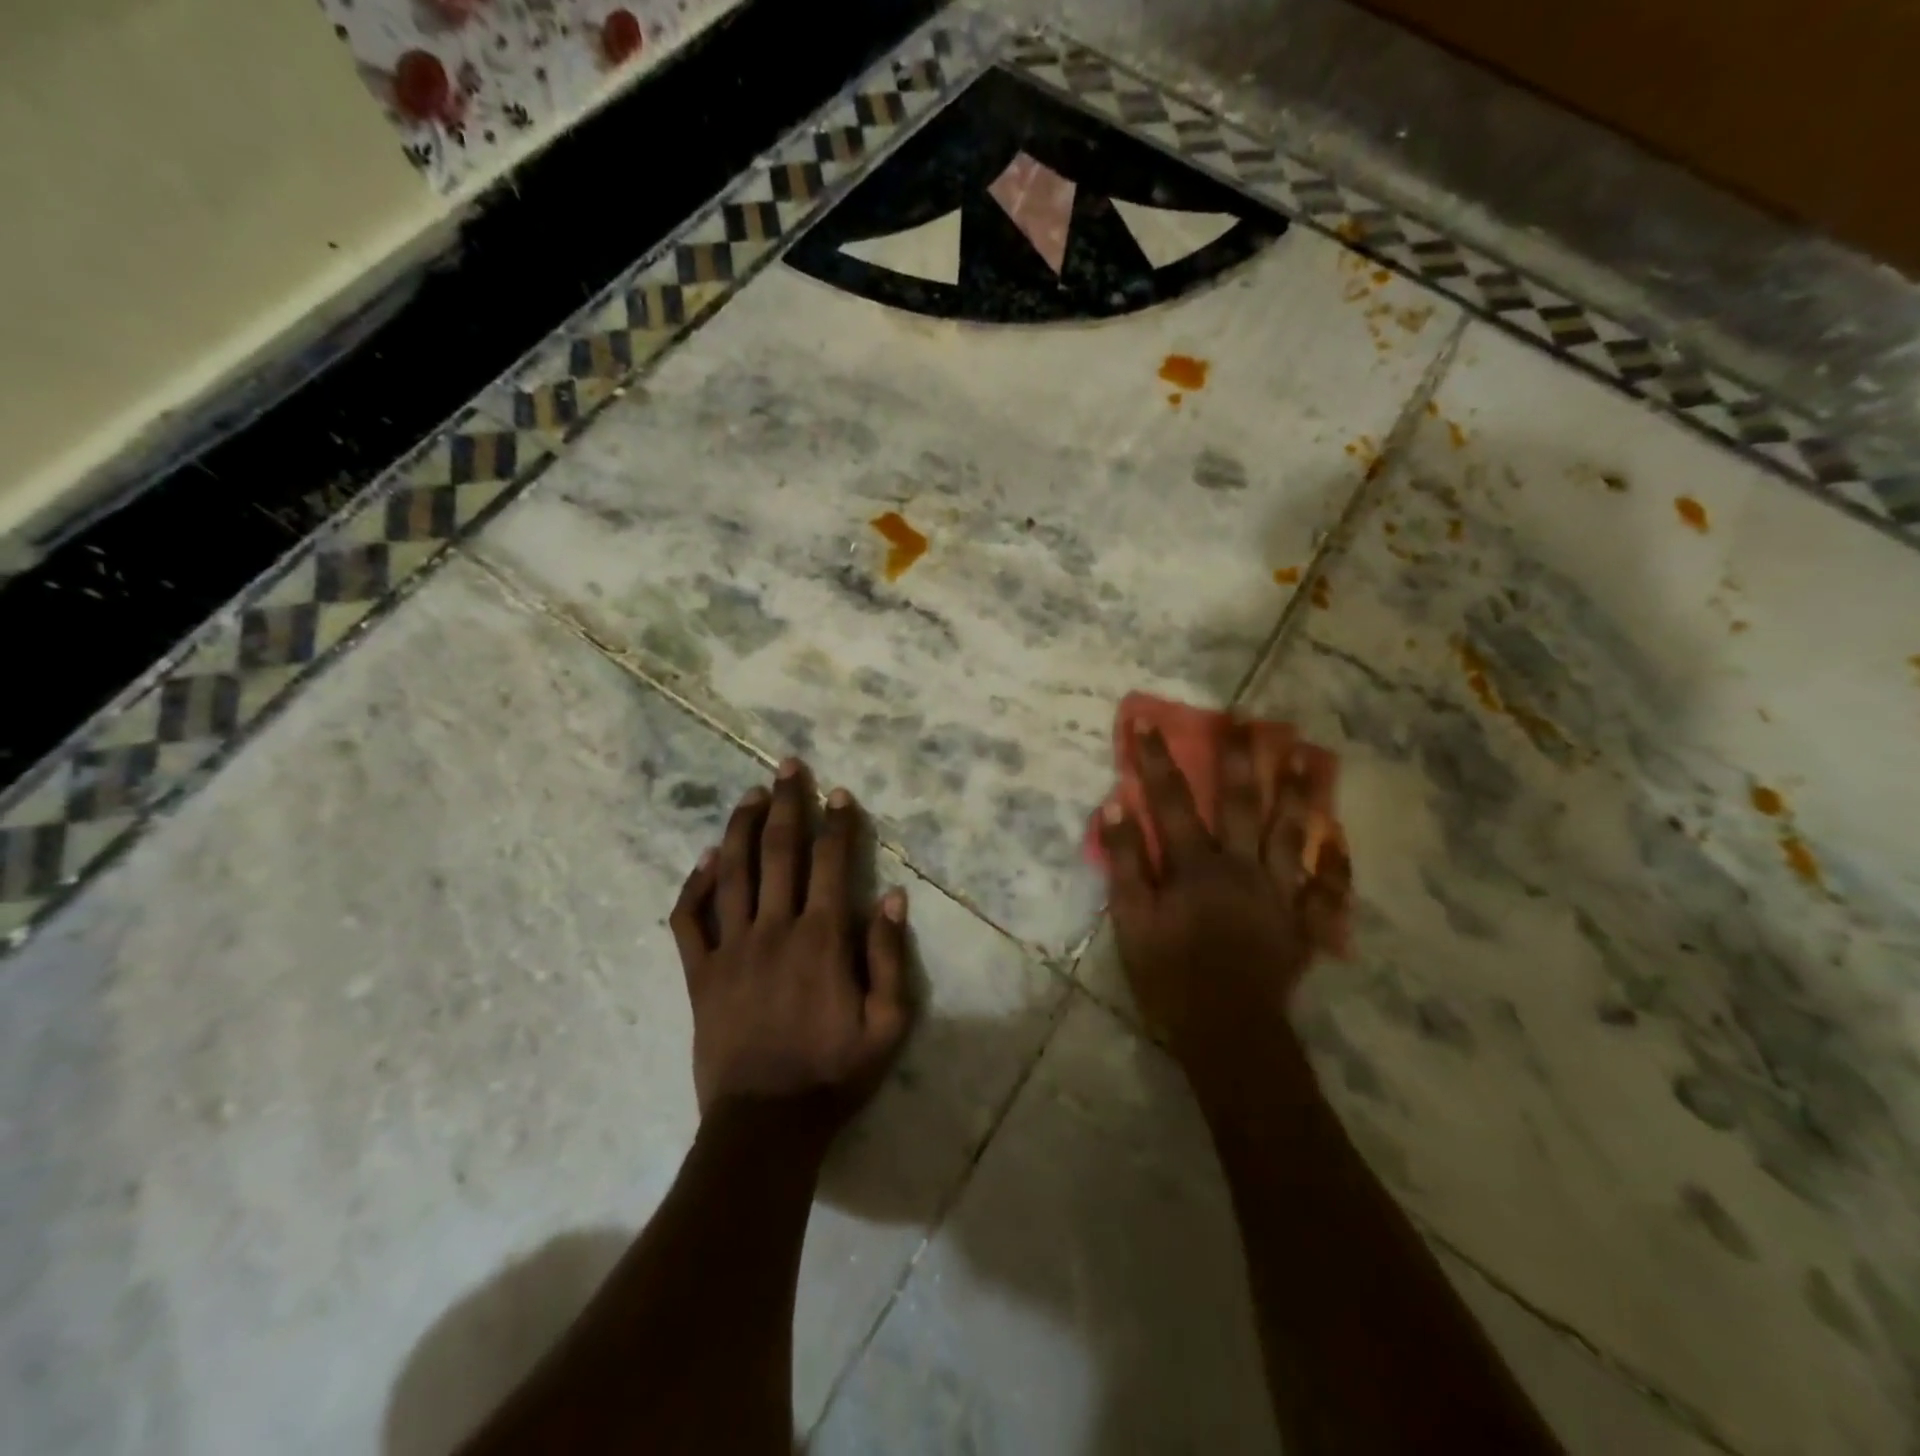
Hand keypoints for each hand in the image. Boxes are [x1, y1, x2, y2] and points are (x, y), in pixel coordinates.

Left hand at [670, 760, 911, 1129]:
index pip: (830, 864)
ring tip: (750, 794)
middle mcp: (774, 930)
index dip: (836, 824)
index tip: (838, 793)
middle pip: (779, 853)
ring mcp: (731, 950)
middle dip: (787, 805)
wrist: (765, 1126)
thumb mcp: (887, 1025)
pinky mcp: (700, 975)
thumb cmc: (833, 1075)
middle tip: (788, 766)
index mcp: (821, 940)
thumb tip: (892, 898)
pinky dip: (696, 885)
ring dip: (742, 828)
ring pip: (733, 874)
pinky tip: (707, 858)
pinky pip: (690, 919)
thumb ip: (889, 958)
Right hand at [1098, 721, 1350, 1065]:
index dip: (1156, 759)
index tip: (1148, 720)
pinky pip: (1326, 890)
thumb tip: (1116, 805)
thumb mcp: (1131, 921)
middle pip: (1243, 803)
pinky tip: (1340, 841)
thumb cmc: (1170, 977)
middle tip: (1249, 718)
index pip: (1171, 801)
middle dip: (1242, 757)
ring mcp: (1279, 893)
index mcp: (1196, 866)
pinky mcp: (1302, 924)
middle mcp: (1242, 867)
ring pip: (1291, 833)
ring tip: (1305, 755)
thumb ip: (1125, 862)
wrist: (1228, 1033)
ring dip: (1297, 792)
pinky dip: (1335, 865)